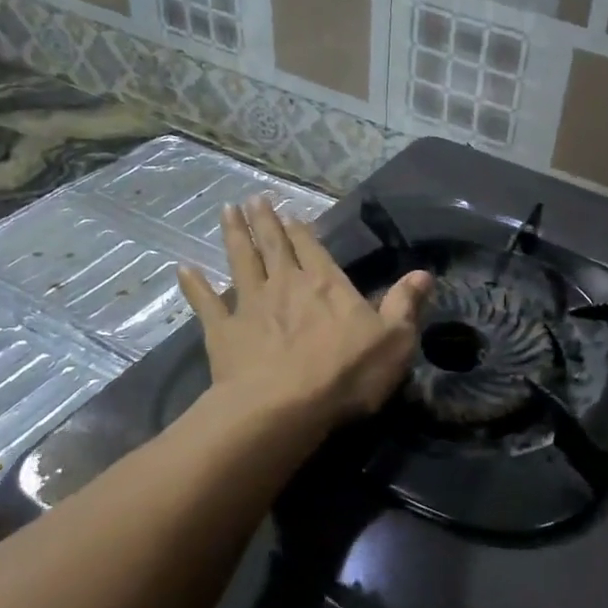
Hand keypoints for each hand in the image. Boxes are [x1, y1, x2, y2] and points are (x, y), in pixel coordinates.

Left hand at [178, 195, 432, 426]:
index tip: (287, 211)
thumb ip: (405, 304)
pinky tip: (184, 269)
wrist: (284, 407)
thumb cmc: (346, 374)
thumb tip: (424, 273)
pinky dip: (194, 286)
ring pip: (240, 262)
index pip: (311, 248)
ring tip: (226, 212)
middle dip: (264, 221)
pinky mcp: (223, 332)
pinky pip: (205, 304)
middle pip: (273, 246)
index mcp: (325, 284)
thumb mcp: (394, 340)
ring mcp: (250, 306)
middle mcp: (285, 285)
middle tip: (252, 199)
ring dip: (234, 236)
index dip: (300, 229)